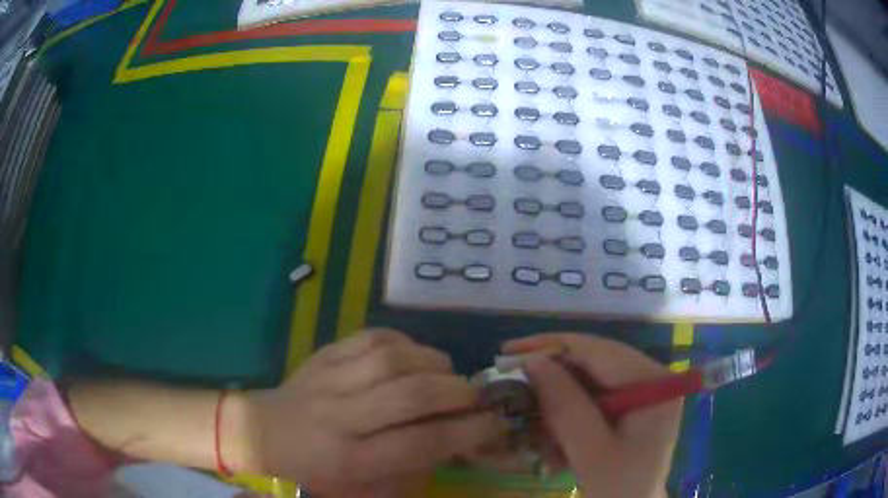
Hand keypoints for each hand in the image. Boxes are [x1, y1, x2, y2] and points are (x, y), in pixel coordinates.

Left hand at [237, 329, 506, 495]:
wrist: (261, 436)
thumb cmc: (313, 475)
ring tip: (448, 374)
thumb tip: (455, 443)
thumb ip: (410, 471)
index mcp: (351, 459)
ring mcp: (329, 379)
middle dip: (458, 392)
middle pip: (411, 395)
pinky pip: (370, 337)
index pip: (421, 442)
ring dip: (434, 363)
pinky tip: (413, 356)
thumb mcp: (363, 491)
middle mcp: (341, 416)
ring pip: (392, 359)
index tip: (497, 423)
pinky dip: (403, 342)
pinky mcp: (322, 355)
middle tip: (476, 396)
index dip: (468, 431)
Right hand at [503, 333, 681, 497]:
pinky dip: (566, 417)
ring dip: (555, 403)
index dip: (551, 347)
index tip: (507, 353)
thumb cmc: (619, 487)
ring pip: (587, 383)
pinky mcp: (630, 410)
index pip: (598, 349)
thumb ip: (565, 405)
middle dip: (551, 379)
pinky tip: (551, 442)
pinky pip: (591, 401)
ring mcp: (641, 394)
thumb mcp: (590, 450)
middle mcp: (650, 378)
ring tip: (529, 422)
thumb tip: (531, 361)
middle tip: (509, 384)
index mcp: (652, 381)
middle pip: (592, 364)